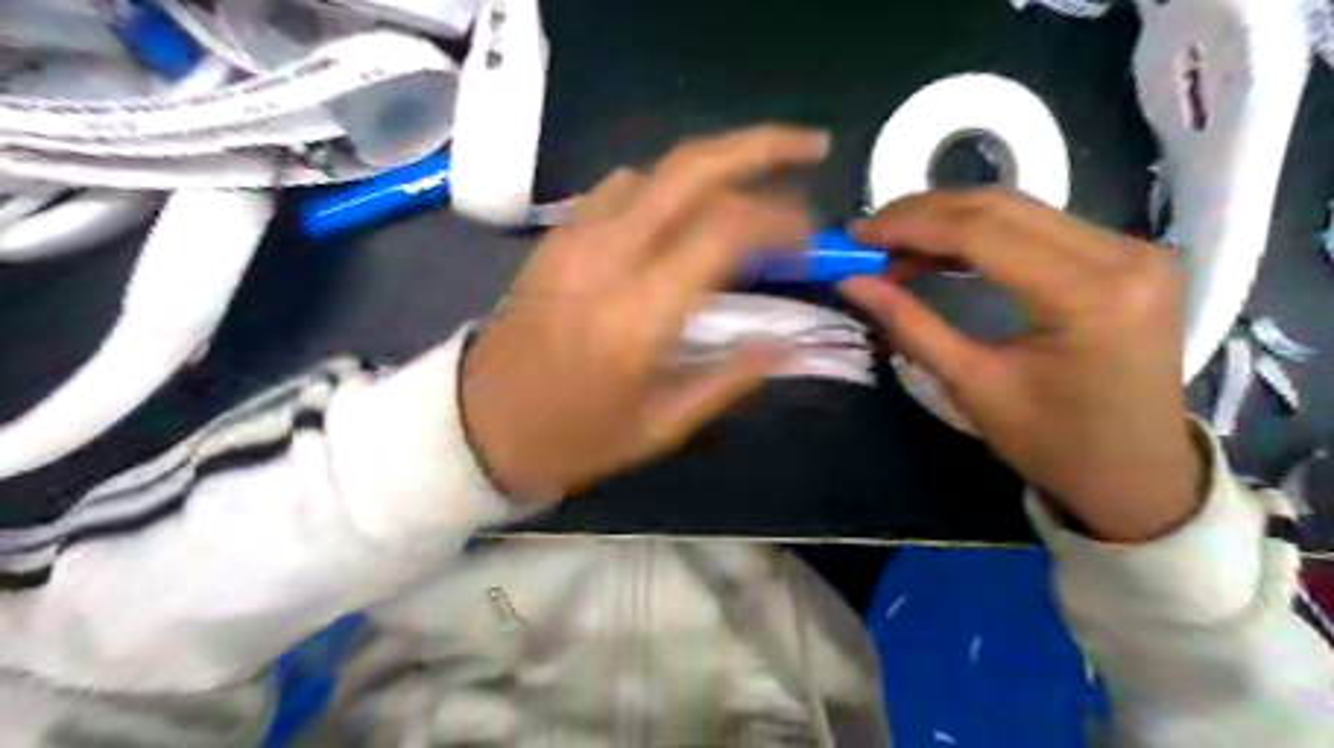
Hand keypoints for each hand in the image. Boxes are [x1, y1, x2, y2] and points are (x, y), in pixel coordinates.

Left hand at [464, 126, 829, 501]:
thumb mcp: (661, 427)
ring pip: (657, 169)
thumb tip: (787, 345)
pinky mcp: (557, 237)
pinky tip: (687, 209)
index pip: (727, 232)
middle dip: (761, 147)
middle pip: (692, 169)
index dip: (781, 221)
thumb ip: (728, 379)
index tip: (810, 239)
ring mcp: (576, 239)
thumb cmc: (574, 439)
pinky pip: (620, 188)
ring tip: (756, 182)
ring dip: (715, 165)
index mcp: (641, 314)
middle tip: (809, 147)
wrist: (478, 425)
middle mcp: (609, 257)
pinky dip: (667, 185)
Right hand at [843, 189, 1210, 539]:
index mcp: (1088, 295)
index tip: (856, 236)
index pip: (982, 232)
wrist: (1136, 474)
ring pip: (1019, 208)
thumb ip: (910, 325)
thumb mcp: (972, 385)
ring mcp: (1133, 249)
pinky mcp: (1128, 255)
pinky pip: (1040, 226)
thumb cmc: (1052, 443)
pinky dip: (981, 233)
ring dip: (949, 220)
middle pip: (1002, 207)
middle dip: (924, 214)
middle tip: (868, 236)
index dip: (910, 226)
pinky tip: (942, 250)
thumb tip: (851, 283)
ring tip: (895, 244)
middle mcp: (1122, 254)